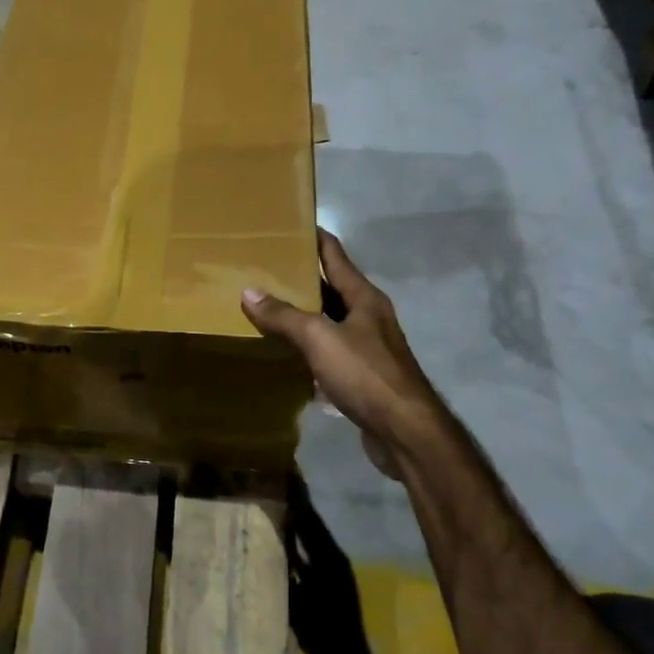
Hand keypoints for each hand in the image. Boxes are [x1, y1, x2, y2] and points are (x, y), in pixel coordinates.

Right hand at [242, 230, 445, 481]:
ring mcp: (367, 346)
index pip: (335, 254)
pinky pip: (328, 349)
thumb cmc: (366, 374)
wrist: (404, 430)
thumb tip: (249, 292)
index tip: (287, 224)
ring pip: (328, 319)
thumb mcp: (320, 339)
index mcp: (364, 297)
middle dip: (300, 276)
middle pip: (331, 286)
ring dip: (302, 312)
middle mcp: (368, 315)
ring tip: (266, 303)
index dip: (313, 237)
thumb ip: (284, 316)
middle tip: (263, 267)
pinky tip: (285, 350)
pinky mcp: (362, 374)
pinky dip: (307, 344)